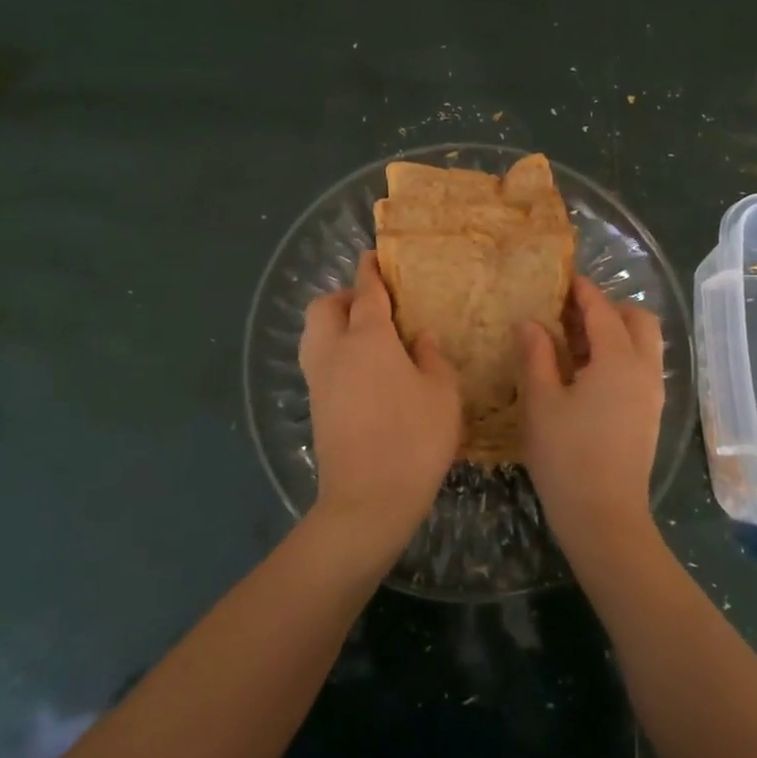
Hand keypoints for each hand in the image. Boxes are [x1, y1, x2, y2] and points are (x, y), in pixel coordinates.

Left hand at [298, 251, 461, 570]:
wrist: (367, 501)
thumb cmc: (414, 438)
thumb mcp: (442, 394)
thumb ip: (433, 358)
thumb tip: (422, 339)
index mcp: (368, 338)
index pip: (366, 291)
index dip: (370, 270)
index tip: (373, 256)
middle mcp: (335, 351)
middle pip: (325, 307)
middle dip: (344, 297)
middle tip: (375, 307)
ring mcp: (319, 380)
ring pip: (314, 334)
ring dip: (334, 325)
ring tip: (369, 339)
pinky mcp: (315, 407)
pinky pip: (319, 362)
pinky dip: (334, 353)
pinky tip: (364, 373)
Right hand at [518, 276, 665, 564]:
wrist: (605, 517)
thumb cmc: (566, 456)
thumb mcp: (541, 402)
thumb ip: (536, 355)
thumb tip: (531, 323)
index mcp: (618, 360)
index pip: (602, 310)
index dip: (582, 291)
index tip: (563, 279)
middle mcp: (644, 369)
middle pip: (638, 319)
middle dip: (610, 307)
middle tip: (572, 313)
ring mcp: (652, 394)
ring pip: (644, 343)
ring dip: (617, 331)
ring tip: (575, 342)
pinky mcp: (650, 414)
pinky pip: (642, 366)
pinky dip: (621, 354)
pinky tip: (588, 373)